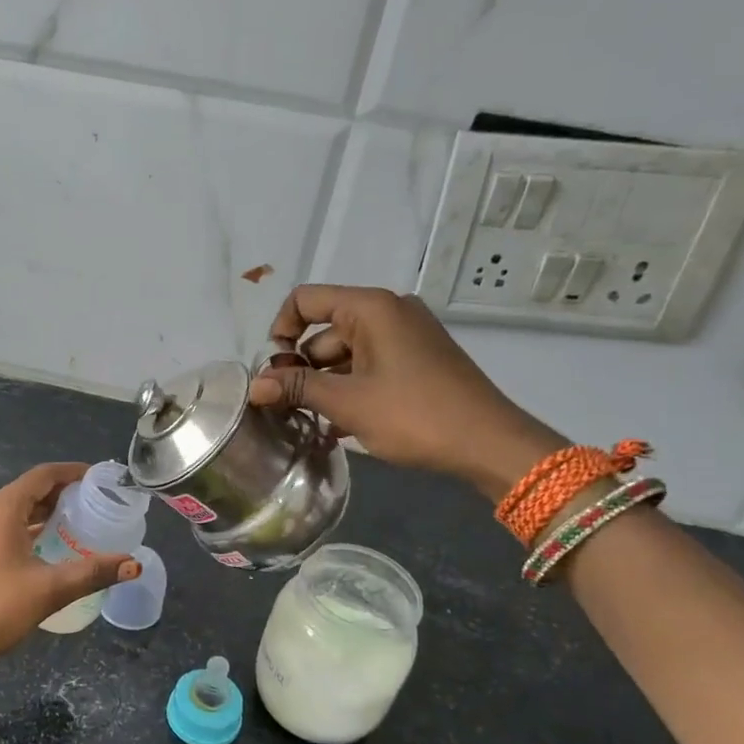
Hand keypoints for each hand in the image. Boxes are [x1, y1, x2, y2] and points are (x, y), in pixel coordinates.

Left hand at [0, 463, 140, 670]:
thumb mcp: (49, 589)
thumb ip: (93, 572)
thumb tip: (134, 564)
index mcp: (2, 509)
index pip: (43, 475)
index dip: (73, 472)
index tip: (101, 479)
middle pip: (29, 490)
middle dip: (62, 493)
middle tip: (96, 504)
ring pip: (16, 510)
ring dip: (45, 512)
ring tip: (78, 524)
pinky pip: (5, 528)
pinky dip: (30, 528)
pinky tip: (47, 549)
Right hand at [248, 285, 563, 499]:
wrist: (489, 444)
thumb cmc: (414, 416)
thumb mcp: (348, 402)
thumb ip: (297, 388)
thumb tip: (253, 386)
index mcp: (371, 308)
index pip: (306, 300)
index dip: (280, 330)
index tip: (274, 371)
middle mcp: (389, 312)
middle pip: (324, 330)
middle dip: (302, 367)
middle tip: (288, 408)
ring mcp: (407, 337)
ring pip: (346, 353)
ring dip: (325, 385)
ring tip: (311, 422)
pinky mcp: (418, 361)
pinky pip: (369, 366)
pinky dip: (351, 389)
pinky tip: (338, 426)